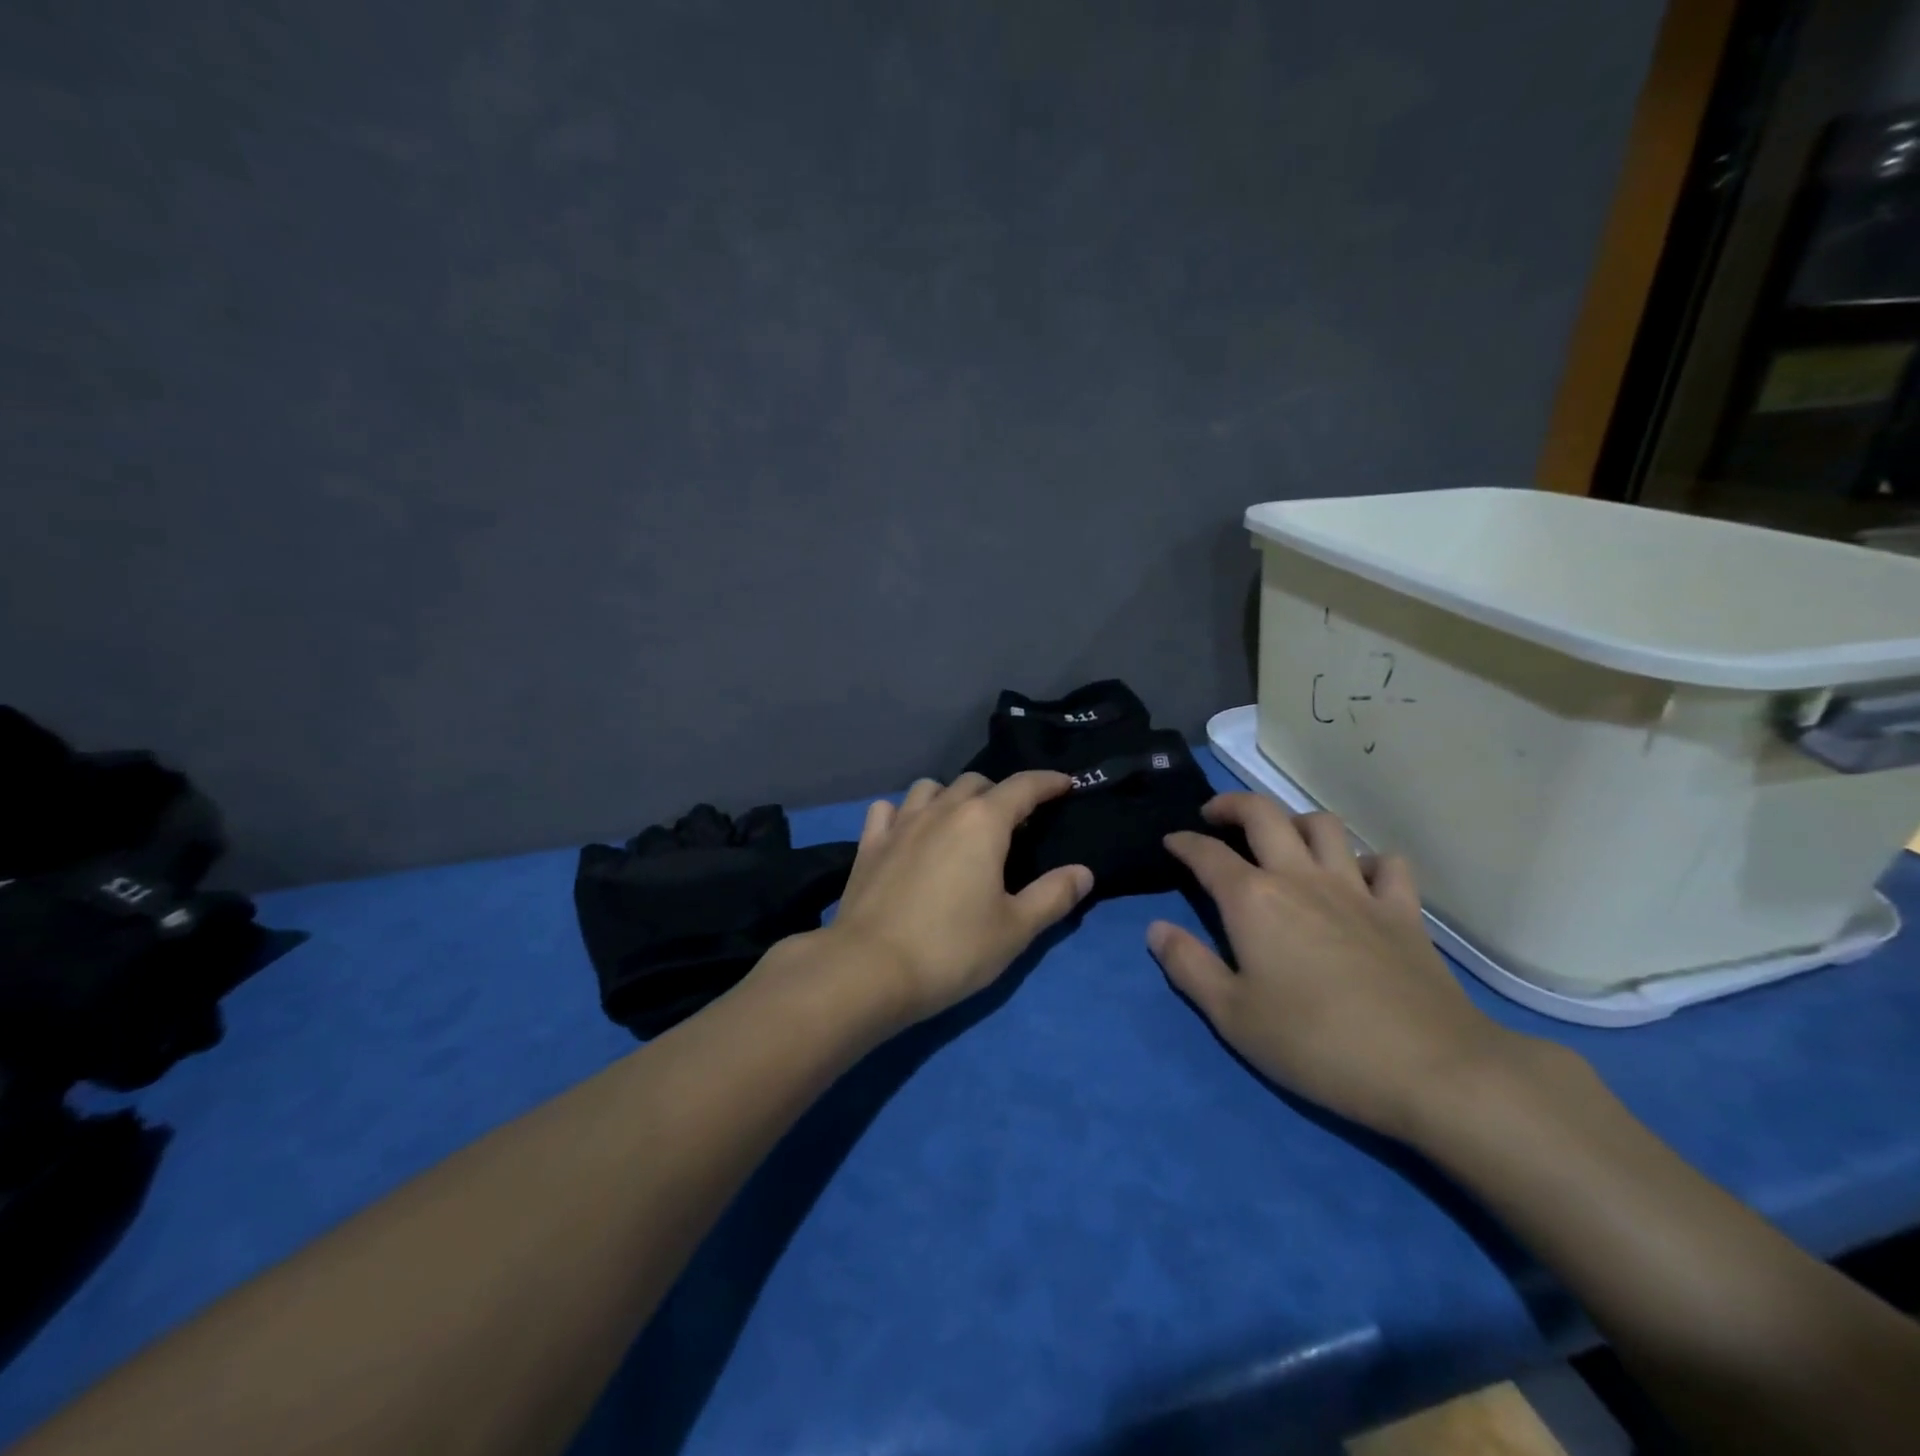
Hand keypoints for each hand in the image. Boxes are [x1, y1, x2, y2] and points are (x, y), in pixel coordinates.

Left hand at [824, 772, 1093, 1027]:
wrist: (868, 970)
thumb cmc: (952, 949)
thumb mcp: (1015, 929)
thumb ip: (1053, 896)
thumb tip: (1083, 872)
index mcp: (983, 823)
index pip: (1023, 786)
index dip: (1048, 782)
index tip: (1066, 784)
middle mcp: (941, 810)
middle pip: (976, 783)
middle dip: (1001, 793)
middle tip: (1014, 823)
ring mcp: (900, 824)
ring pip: (930, 788)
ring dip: (952, 797)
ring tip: (961, 825)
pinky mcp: (869, 844)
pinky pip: (889, 810)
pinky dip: (905, 812)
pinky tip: (909, 832)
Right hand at [1147, 793, 1525, 1141]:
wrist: (1429, 1069)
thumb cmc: (1314, 1043)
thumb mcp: (1232, 1015)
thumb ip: (1188, 966)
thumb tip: (1156, 929)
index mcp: (1253, 899)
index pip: (1207, 854)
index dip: (1184, 842)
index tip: (1171, 841)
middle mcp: (1301, 877)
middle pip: (1263, 814)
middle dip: (1232, 805)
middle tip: (1216, 816)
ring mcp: (1357, 889)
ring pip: (1324, 826)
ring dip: (1296, 821)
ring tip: (1283, 840)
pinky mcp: (1403, 910)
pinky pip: (1386, 864)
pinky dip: (1366, 862)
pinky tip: (1358, 879)